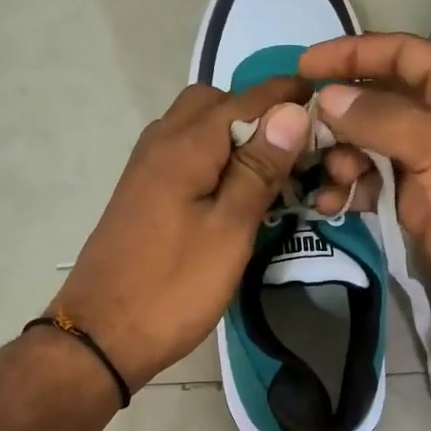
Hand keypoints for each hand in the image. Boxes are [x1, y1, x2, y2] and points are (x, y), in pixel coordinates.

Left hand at [53, 77, 311, 390]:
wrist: (102, 335)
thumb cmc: (173, 287)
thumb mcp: (229, 230)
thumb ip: (258, 169)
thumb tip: (290, 111)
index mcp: (185, 145)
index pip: (247, 98)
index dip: (289, 95)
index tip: (328, 104)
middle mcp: (161, 142)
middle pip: (215, 101)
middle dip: (258, 113)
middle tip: (294, 149)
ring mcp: (147, 168)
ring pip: (196, 126)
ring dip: (234, 135)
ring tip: (271, 171)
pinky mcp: (143, 193)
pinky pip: (185, 153)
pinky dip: (214, 156)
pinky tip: (235, 190)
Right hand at [299, 33, 430, 358]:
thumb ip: (382, 118)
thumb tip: (326, 98)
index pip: (400, 54)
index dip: (352, 54)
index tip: (303, 66)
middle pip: (379, 101)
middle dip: (340, 113)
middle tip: (299, 134)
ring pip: (370, 148)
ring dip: (342, 158)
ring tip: (329, 179)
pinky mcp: (420, 208)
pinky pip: (374, 188)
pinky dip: (351, 192)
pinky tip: (331, 206)